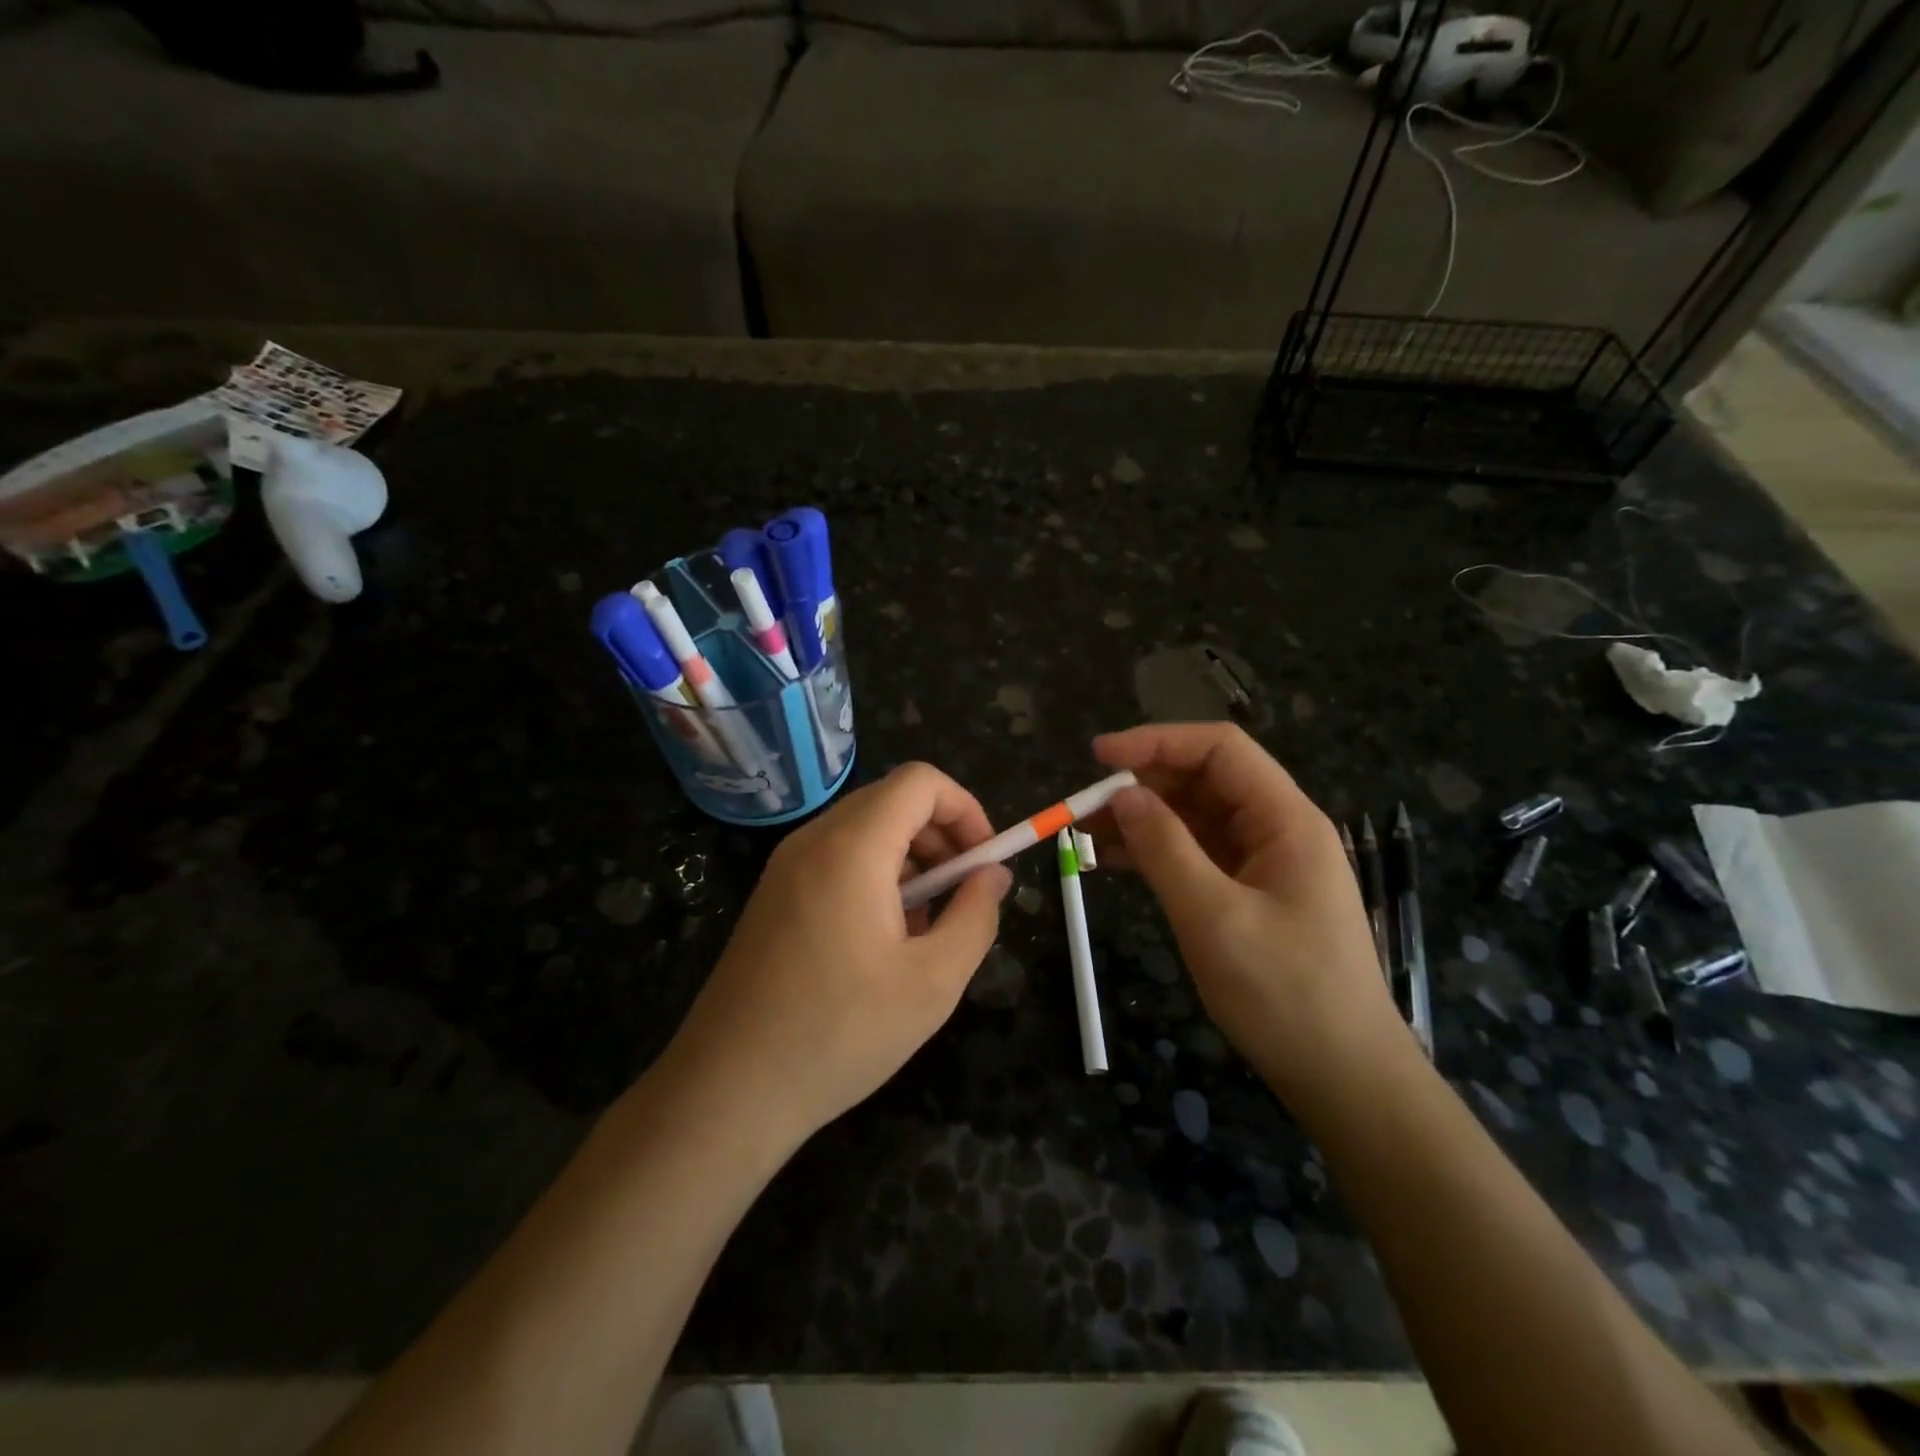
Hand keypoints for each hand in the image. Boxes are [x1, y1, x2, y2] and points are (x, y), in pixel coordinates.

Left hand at [662, 763, 1011, 1152]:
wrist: (729, 1089)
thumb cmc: (840, 1034)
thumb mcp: (932, 983)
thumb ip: (975, 916)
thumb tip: (993, 875)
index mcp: (852, 848)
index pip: (919, 781)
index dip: (965, 808)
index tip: (984, 862)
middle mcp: (813, 840)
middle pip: (892, 801)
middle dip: (941, 836)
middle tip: (962, 895)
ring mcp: (786, 866)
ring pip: (865, 830)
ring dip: (911, 860)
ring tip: (926, 926)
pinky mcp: (773, 894)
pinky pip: (837, 858)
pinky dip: (875, 876)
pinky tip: (884, 939)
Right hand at [1091, 723, 1405, 1093]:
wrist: (1343, 1077)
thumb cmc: (1285, 994)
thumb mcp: (1214, 917)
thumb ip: (1165, 848)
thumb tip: (1121, 795)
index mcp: (1285, 820)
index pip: (1220, 750)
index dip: (1157, 742)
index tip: (1099, 757)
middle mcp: (1277, 829)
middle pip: (1204, 781)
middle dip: (1142, 785)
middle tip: (1081, 806)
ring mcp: (1263, 863)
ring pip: (1195, 818)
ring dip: (1142, 819)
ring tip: (1085, 833)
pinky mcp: (1249, 894)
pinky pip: (1196, 854)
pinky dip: (1155, 852)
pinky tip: (1113, 861)